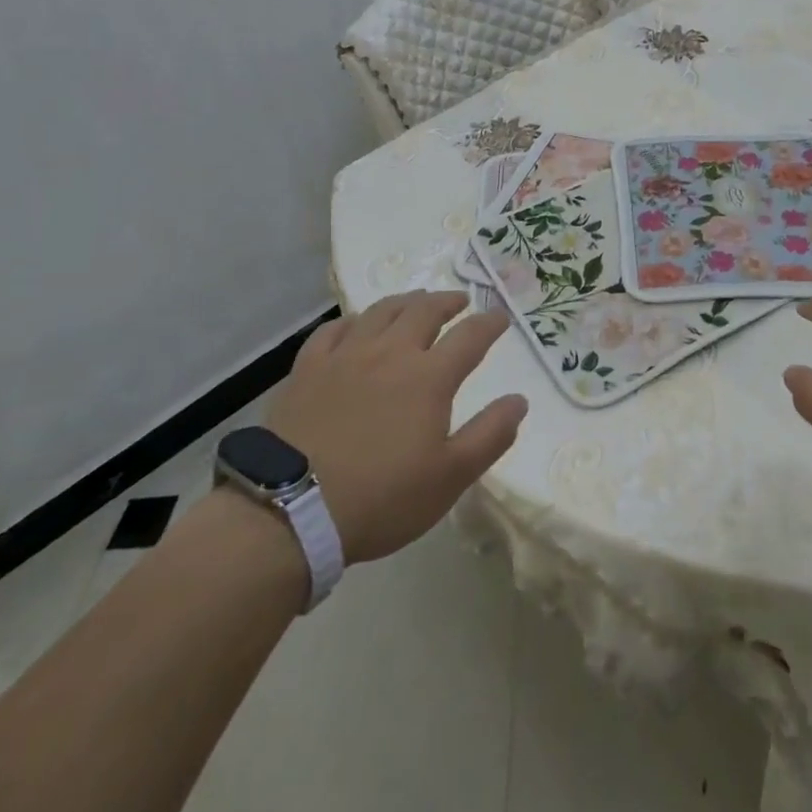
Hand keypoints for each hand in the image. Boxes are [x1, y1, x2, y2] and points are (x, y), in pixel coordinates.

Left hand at [269, 291, 524, 563]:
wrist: (291, 511)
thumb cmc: (382, 497)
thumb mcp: (450, 477)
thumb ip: (490, 435)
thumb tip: (519, 400)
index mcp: (429, 377)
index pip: (469, 336)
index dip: (489, 323)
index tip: (499, 317)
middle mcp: (390, 353)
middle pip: (424, 312)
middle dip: (447, 301)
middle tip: (459, 301)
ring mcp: (345, 356)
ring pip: (380, 312)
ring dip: (405, 302)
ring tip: (415, 302)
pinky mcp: (307, 369)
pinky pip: (333, 329)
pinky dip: (353, 320)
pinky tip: (356, 325)